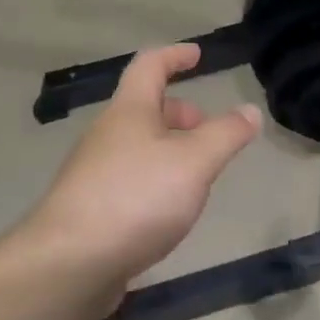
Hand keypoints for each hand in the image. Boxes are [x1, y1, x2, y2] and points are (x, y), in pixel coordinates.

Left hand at [18, 44, 260, 299]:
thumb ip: (225, 135)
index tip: (197, 56)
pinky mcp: (89, 209)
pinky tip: (167, 211)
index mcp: (129, 112)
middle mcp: (107, 135)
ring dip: (168, 149)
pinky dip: (153, 180)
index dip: (174, 56)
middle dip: (178, 112)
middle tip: (207, 130)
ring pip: (137, 146)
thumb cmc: (136, 199)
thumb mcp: (194, 163)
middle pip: (143, 108)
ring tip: (196, 175)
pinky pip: (128, 180)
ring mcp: (93, 173)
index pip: (150, 66)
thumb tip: (249, 110)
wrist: (70, 263)